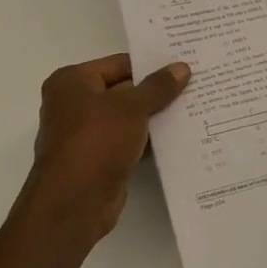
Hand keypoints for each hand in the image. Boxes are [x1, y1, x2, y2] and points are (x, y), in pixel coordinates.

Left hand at [24, 54, 190, 243]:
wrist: (73, 205)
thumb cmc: (95, 142)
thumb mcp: (131, 108)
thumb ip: (157, 87)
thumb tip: (182, 67)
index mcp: (72, 81)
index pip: (119, 64)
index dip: (151, 64)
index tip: (183, 63)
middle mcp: (73, 103)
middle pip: (123, 90)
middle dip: (155, 91)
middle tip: (194, 83)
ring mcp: (85, 134)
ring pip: (127, 117)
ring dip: (154, 117)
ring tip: (194, 107)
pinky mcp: (97, 160)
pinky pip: (127, 141)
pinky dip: (148, 139)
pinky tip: (179, 136)